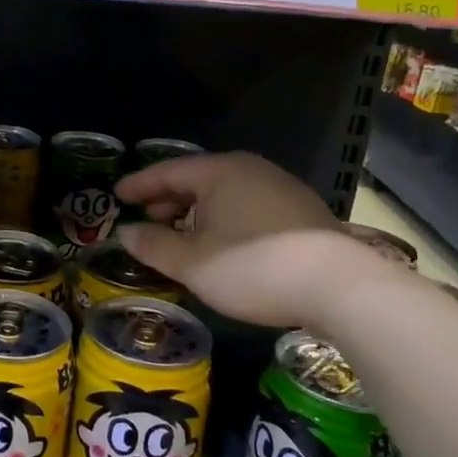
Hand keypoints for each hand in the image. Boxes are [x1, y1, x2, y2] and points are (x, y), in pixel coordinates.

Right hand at [116, 153, 358, 327]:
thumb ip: (154, 246)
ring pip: (224, 193)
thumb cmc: (253, 267)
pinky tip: (222, 244)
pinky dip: (223, 219)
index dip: (139, 184)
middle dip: (168, 198)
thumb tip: (126, 233)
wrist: (340, 286)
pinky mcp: (300, 211)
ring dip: (197, 212)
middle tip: (147, 217)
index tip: (117, 195)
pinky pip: (246, 206)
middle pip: (198, 179)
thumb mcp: (193, 263)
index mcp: (220, 172)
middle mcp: (250, 170)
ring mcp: (280, 188)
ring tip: (181, 235)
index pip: (168, 171)